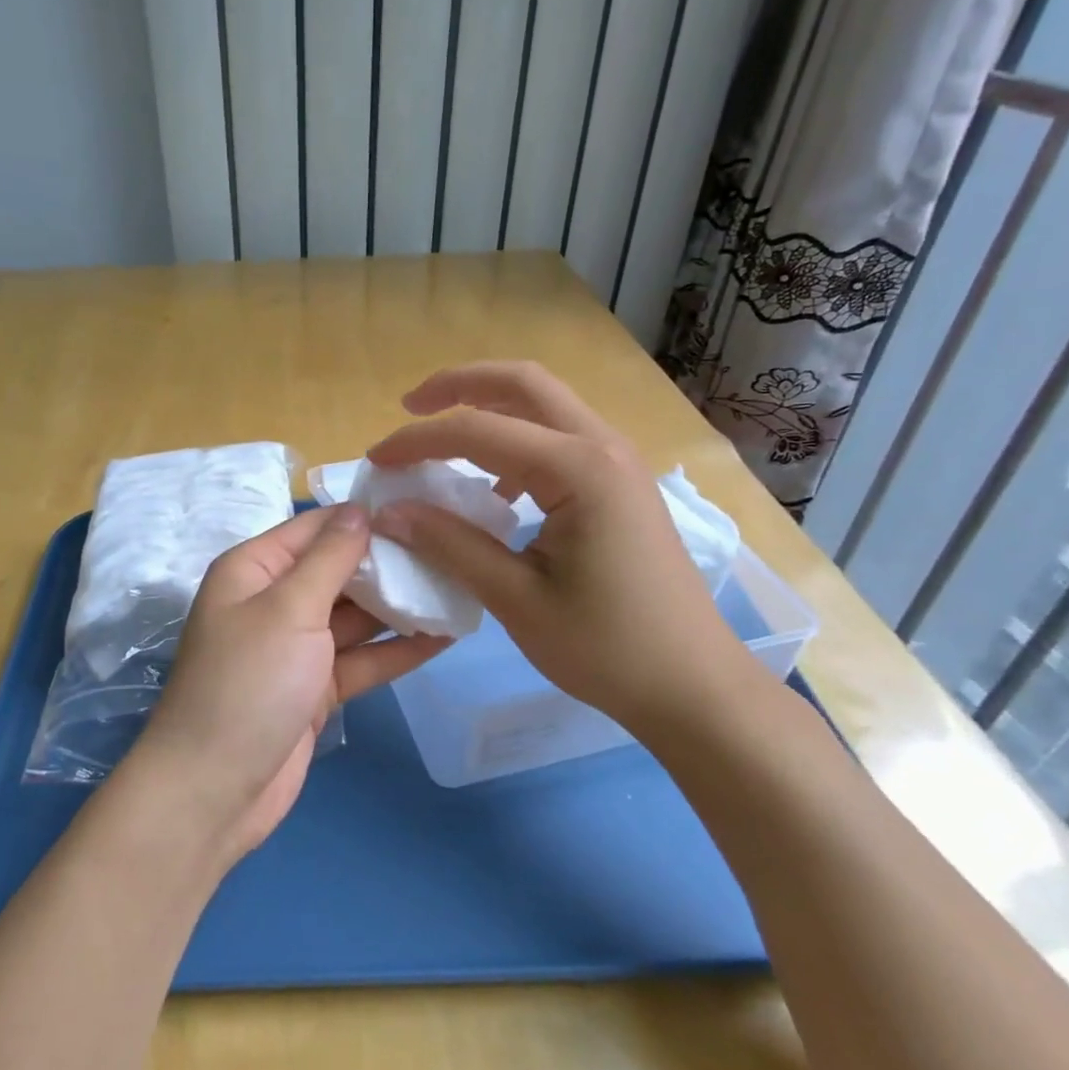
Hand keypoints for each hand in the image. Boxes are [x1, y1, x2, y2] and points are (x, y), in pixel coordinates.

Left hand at [130, 504, 448, 860]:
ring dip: (400, 607)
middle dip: (390, 563)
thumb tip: (360, 509)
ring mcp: (296, 648)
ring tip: (458, 588)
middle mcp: (274, 601)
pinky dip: (396, 651)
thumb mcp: (289, 609)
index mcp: (254, 570)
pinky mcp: (315, 688)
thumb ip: (330, 558)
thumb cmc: (248, 684)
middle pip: (339, 571)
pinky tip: (444, 637)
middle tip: (452, 551)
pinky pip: (361, 659)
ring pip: (356, 617)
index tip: (423, 509)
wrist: (214, 791)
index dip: (365, 518)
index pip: (316, 528)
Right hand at [367, 362, 764, 746]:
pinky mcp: (621, 485)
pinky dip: (517, 441)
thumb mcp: (516, 599)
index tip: (375, 461)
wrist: (693, 686)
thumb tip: (390, 512)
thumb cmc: (607, 648)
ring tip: (443, 435)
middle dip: (459, 385)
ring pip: (545, 405)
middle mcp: (603, 447)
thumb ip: (451, 545)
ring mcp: (619, 463)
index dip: (418, 440)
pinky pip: (560, 439)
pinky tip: (495, 488)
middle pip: (523, 383)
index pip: (479, 431)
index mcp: (579, 470)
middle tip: (410, 406)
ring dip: (490, 407)